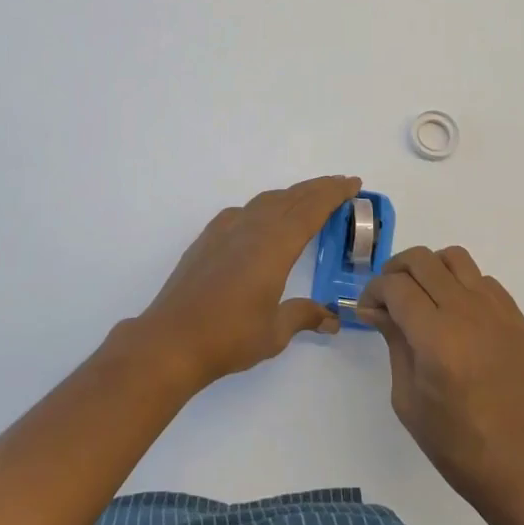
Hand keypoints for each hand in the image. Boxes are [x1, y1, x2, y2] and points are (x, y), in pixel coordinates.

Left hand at [135, 175, 355, 389]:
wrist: (171, 341)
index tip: (353, 183)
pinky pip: (242, 212)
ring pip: (265, 201)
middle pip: (290, 198)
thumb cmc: (229, 337)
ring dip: (290, 195)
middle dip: (317, 189)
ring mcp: (225, 231)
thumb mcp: (275, 332)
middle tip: (340, 185)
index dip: (333, 194)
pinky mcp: (207, 240)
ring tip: (306, 199)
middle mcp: (251, 229)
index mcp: (274, 246)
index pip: (311, 209)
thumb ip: (303, 316)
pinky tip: (260, 219)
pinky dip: (262, 207)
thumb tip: (331, 319)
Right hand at [355, 245, 523, 511]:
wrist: (519, 464)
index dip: (374, 291)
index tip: (367, 309)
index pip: (395, 285)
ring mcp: (497, 311)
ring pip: (455, 258)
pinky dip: (462, 285)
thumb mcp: (407, 397)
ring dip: (431, 269)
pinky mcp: (517, 318)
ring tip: (424, 297)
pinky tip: (457, 315)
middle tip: (388, 297)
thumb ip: (393, 341)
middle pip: (422, 260)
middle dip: (396, 271)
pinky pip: (483, 280)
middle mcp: (467, 313)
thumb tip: (376, 308)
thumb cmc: (454, 442)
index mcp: (436, 338)